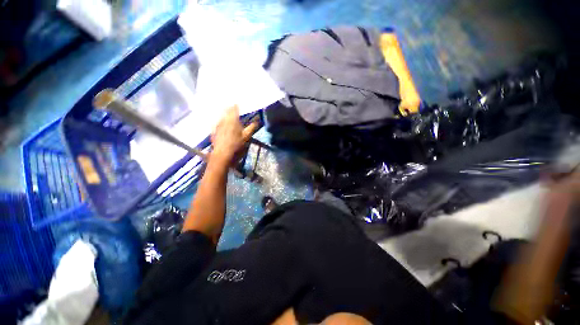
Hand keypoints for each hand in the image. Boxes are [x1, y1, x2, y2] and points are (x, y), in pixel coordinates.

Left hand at [210, 106, 256, 165]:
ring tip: (227, 112)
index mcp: (233, 120)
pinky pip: (217, 122)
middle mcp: (224, 120)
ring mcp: (217, 125)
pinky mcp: (214, 131)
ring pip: (221, 116)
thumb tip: (257, 121)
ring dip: (224, 113)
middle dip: (230, 108)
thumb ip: (251, 127)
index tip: (238, 104)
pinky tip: (220, 122)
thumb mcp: (246, 137)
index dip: (236, 105)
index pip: (234, 108)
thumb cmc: (236, 145)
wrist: (223, 155)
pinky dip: (220, 121)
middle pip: (226, 111)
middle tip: (233, 107)